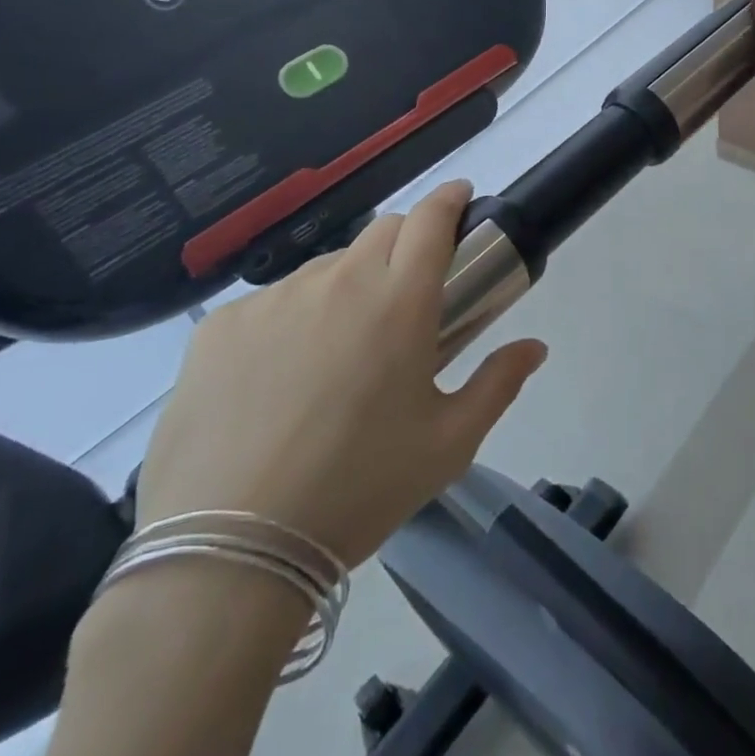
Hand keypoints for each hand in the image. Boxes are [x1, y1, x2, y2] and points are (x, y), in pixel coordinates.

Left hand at [135, 180, 547, 569]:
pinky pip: (270, 303)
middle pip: (382, 232)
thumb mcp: (448, 444)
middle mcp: (339, 281)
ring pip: (326, 268)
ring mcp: (273, 299)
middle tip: (407, 295)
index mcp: (400, 300)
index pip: (430, 218)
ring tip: (339, 350)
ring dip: (348, 286)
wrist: (227, 556)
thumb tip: (535, 347)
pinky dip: (290, 320)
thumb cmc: (358, 491)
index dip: (449, 199)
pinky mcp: (219, 326)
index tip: (459, 199)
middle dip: (405, 244)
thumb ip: (499, 383)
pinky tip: (278, 378)